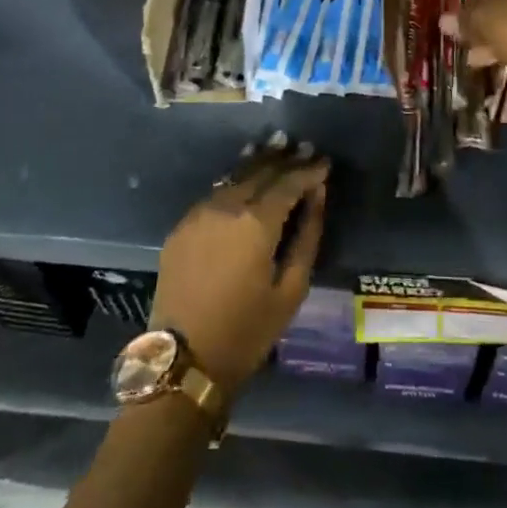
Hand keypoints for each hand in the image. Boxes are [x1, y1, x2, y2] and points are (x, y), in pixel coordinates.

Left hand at [150, 134, 329, 396]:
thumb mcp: (291, 289)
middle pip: (260, 171)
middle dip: (285, 159)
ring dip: (258, 162)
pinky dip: (235, 180)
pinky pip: (215, 193)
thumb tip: (317, 196)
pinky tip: (245, 179)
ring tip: (277, 147)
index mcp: (256, 222)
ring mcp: (199, 213)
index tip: (325, 162)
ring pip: (235, 176)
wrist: (183, 360)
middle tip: (304, 148)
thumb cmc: (247, 331)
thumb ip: (307, 235)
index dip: (308, 170)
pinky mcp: (182, 226)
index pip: (288, 182)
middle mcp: (226, 206)